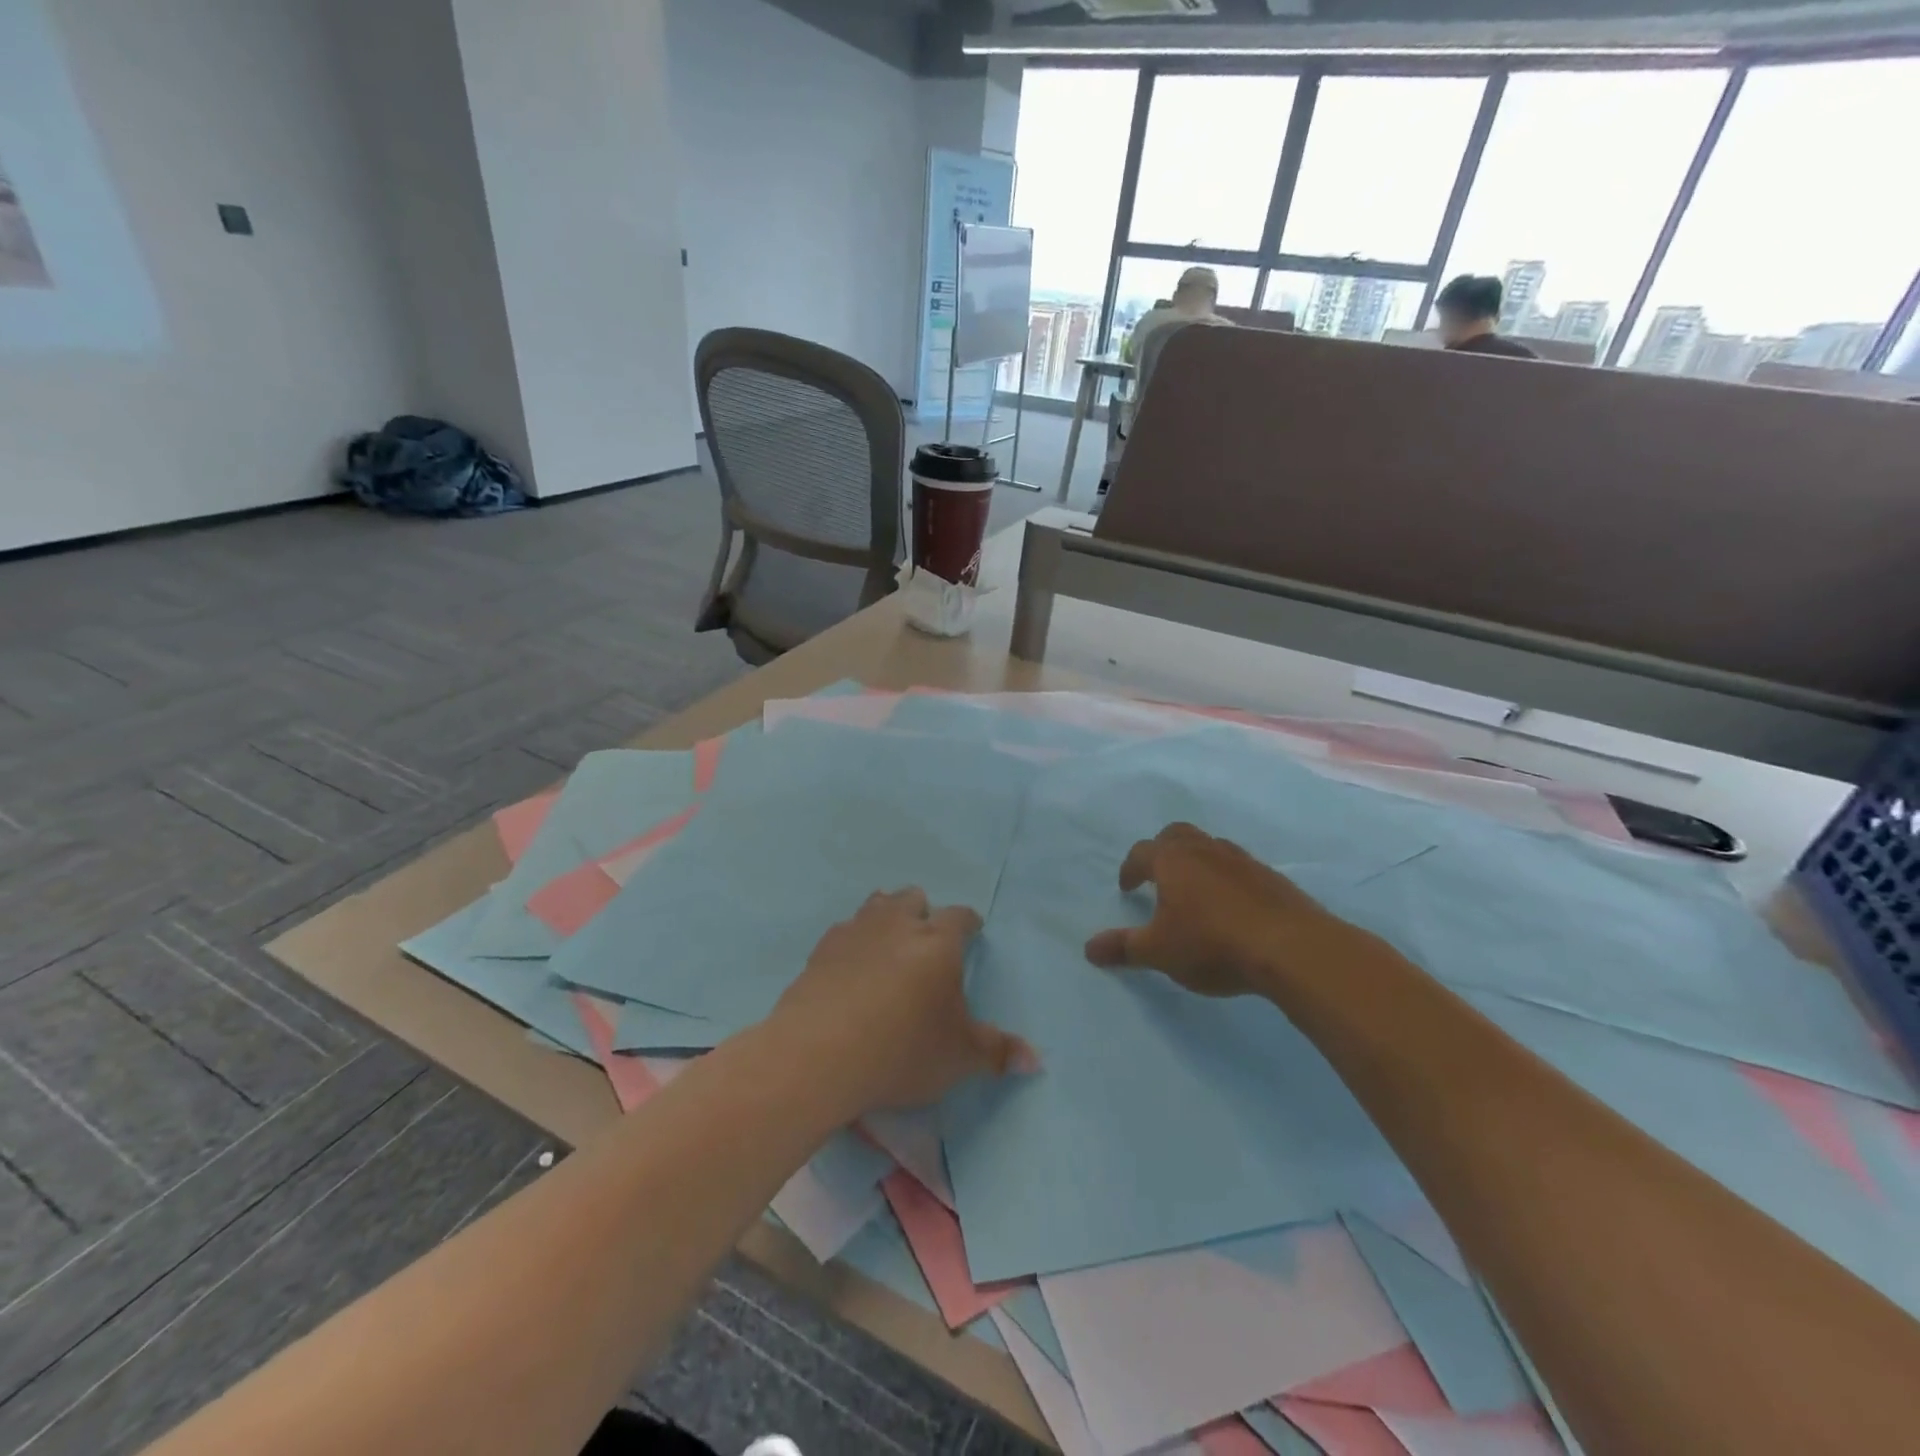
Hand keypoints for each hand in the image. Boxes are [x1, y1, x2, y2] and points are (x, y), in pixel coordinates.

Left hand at [770, 889, 1035, 1117]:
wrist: (819, 1052)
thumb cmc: (902, 1049)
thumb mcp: (959, 1057)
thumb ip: (998, 1052)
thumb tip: (1036, 1060)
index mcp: (938, 942)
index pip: (960, 916)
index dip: (969, 922)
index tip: (973, 930)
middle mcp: (898, 924)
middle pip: (913, 898)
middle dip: (923, 912)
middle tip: (926, 939)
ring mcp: (856, 931)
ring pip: (876, 905)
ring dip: (887, 916)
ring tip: (889, 943)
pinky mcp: (822, 949)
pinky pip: (844, 930)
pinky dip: (854, 941)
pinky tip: (851, 965)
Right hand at [1084, 822, 1372, 998]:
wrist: (1291, 947)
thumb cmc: (1211, 944)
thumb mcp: (1159, 952)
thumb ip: (1123, 948)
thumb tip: (1089, 949)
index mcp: (1172, 861)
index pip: (1141, 853)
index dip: (1130, 869)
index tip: (1127, 887)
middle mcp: (1204, 850)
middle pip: (1176, 835)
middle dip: (1162, 850)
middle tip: (1158, 876)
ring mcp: (1242, 860)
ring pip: (1210, 847)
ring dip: (1197, 862)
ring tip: (1195, 891)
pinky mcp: (1271, 877)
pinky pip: (1239, 867)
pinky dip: (1227, 878)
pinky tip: (1231, 905)